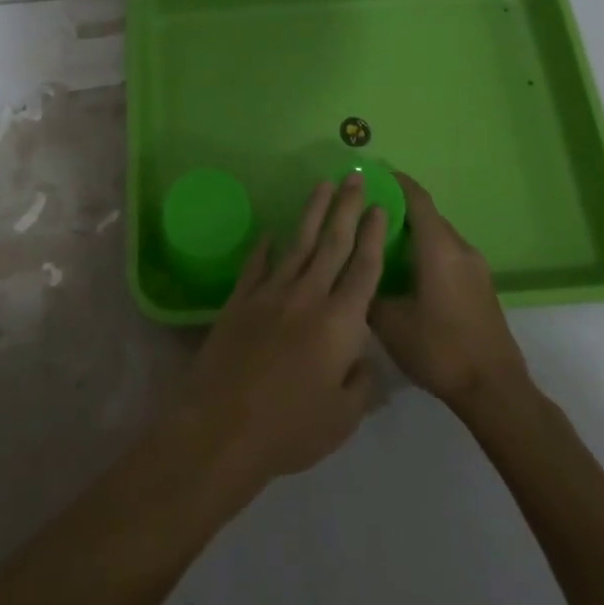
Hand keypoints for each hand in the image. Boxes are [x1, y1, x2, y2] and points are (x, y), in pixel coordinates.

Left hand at [177, 174, 386, 489]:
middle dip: (346, 208)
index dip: (373, 236)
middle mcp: (308, 296)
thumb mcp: (343, 418)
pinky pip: (256, 265)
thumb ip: (361, 382)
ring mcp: (271, 293)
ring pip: (298, 245)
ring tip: (322, 186)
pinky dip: (264, 248)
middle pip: (333, 244)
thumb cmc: (291, 428)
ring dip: (312, 214)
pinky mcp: (240, 300)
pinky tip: (270, 232)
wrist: (224, 426)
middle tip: (353, 176)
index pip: (364, 269)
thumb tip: (363, 356)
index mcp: (340, 322)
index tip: (379, 206)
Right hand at [369, 173, 532, 410]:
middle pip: (428, 217)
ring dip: (414, 237)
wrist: (495, 391)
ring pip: (439, 239)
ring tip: (382, 249)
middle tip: (367, 219)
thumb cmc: (440, 349)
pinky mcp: (482, 289)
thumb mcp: (389, 322)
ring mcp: (476, 269)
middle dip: (398, 213)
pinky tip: (407, 278)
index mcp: (439, 247)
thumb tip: (353, 272)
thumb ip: (368, 289)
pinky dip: (427, 256)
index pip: (417, 199)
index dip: (396, 183)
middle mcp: (461, 249)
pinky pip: (450, 257)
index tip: (373, 176)